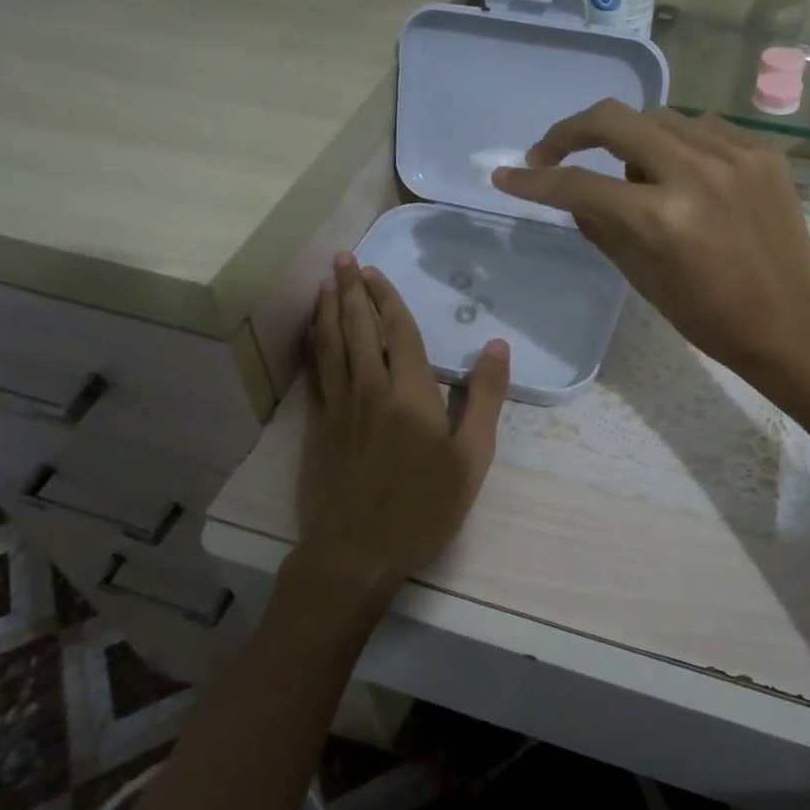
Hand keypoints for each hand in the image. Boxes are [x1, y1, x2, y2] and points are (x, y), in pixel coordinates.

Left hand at [294, 253, 508, 599]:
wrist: (357, 550)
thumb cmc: (423, 506)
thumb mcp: (471, 458)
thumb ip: (484, 399)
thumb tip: (496, 346)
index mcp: (410, 392)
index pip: (399, 332)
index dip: (387, 298)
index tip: (374, 271)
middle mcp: (370, 388)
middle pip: (359, 328)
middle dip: (351, 290)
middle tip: (343, 259)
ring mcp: (340, 406)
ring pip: (331, 345)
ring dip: (328, 310)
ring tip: (324, 284)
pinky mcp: (320, 426)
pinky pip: (316, 372)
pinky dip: (314, 345)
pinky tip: (313, 335)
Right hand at [492, 99, 809, 374]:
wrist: (788, 321)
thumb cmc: (707, 315)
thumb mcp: (640, 276)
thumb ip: (599, 225)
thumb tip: (570, 193)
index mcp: (661, 218)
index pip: (579, 184)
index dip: (534, 180)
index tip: (507, 177)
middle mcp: (695, 173)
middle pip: (614, 119)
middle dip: (571, 131)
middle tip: (553, 152)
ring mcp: (733, 155)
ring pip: (658, 116)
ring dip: (628, 137)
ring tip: (630, 174)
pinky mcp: (760, 152)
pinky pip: (700, 126)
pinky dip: (675, 141)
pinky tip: (676, 169)